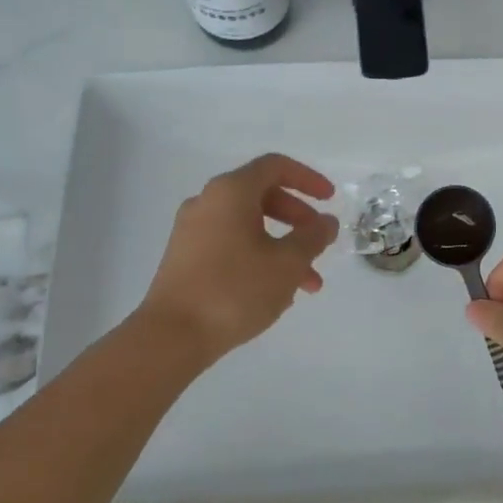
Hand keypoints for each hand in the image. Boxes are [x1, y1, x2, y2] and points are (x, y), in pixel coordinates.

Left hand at [138, 154, 338, 362]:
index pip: (275, 166)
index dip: (307, 179)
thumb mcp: (287, 263)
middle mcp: (208, 202)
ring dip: (282, 247)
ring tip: (307, 284)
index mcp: (231, 191)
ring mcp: (192, 231)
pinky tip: (275, 293)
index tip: (330, 200)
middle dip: (298, 219)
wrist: (171, 336)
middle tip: (319, 242)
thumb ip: (313, 237)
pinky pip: (231, 245)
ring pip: (248, 226)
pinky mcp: (185, 259)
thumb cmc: (235, 289)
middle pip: (262, 196)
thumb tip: (326, 222)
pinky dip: (258, 257)